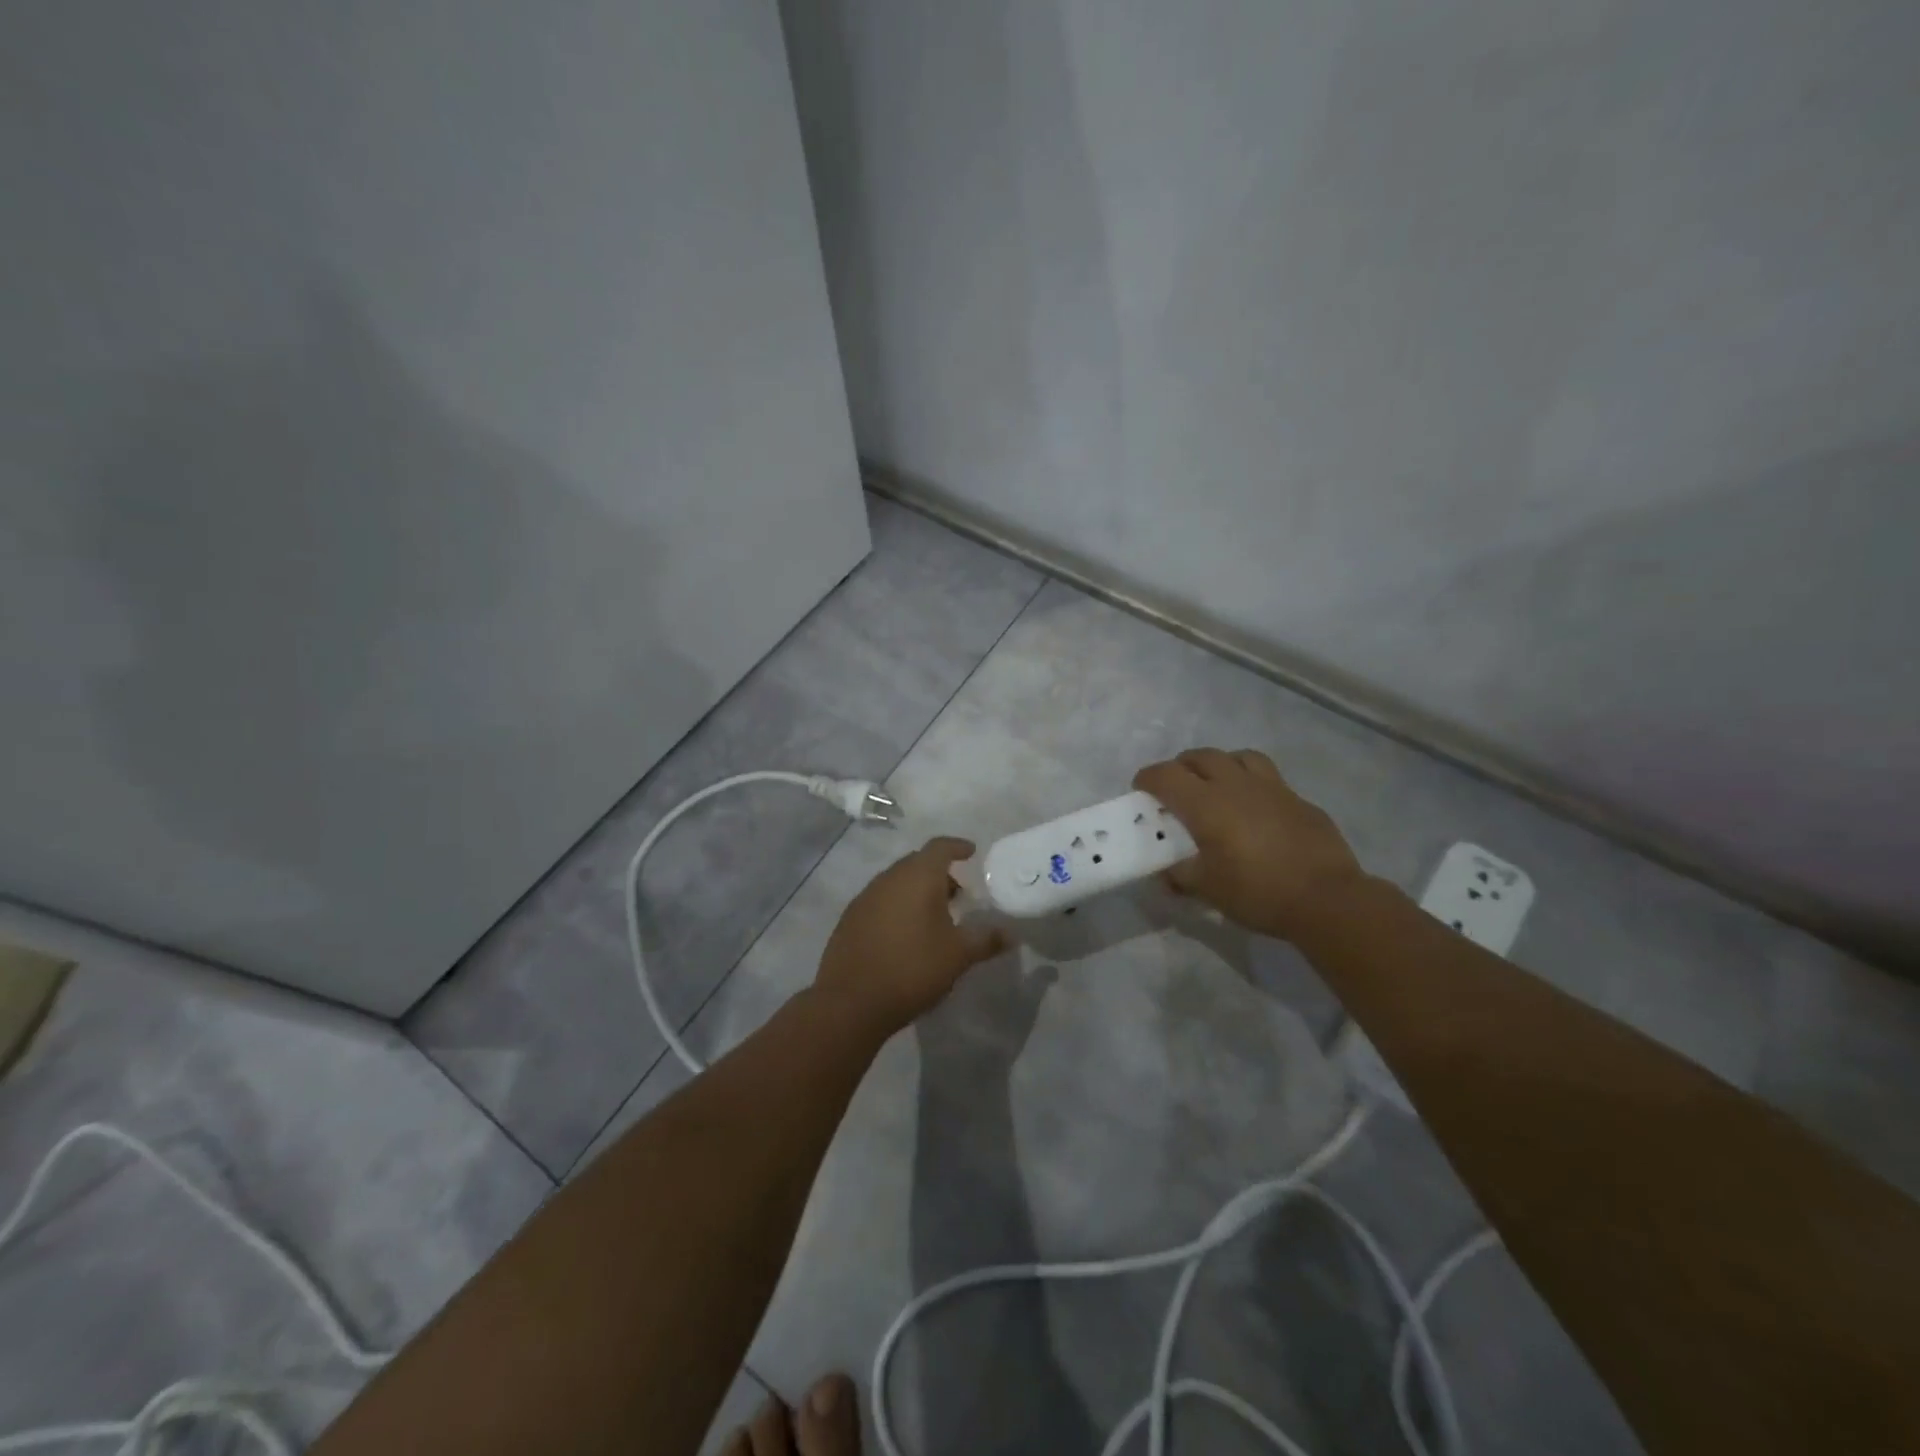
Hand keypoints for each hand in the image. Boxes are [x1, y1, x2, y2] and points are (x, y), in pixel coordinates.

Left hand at [815, 837, 1008, 1038]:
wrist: (851, 1002)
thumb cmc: (912, 969)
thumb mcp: (958, 956)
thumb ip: (986, 940)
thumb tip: (1011, 934)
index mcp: (918, 877)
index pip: (940, 847)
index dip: (958, 846)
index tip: (971, 852)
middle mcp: (889, 878)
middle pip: (917, 863)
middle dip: (939, 872)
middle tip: (958, 893)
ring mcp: (865, 897)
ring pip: (897, 882)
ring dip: (916, 890)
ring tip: (934, 915)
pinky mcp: (849, 919)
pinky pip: (880, 901)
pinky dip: (897, 906)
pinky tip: (905, 933)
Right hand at [1134, 748, 1366, 940]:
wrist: (1326, 898)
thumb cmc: (1257, 892)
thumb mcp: (1207, 889)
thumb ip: (1180, 875)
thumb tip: (1166, 872)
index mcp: (1205, 804)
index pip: (1165, 775)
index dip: (1147, 778)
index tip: (1141, 790)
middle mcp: (1235, 785)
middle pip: (1201, 757)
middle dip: (1181, 767)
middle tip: (1176, 787)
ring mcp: (1271, 788)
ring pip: (1238, 757)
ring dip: (1220, 765)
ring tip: (1217, 785)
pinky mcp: (1299, 799)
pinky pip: (1268, 778)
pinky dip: (1252, 785)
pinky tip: (1256, 810)